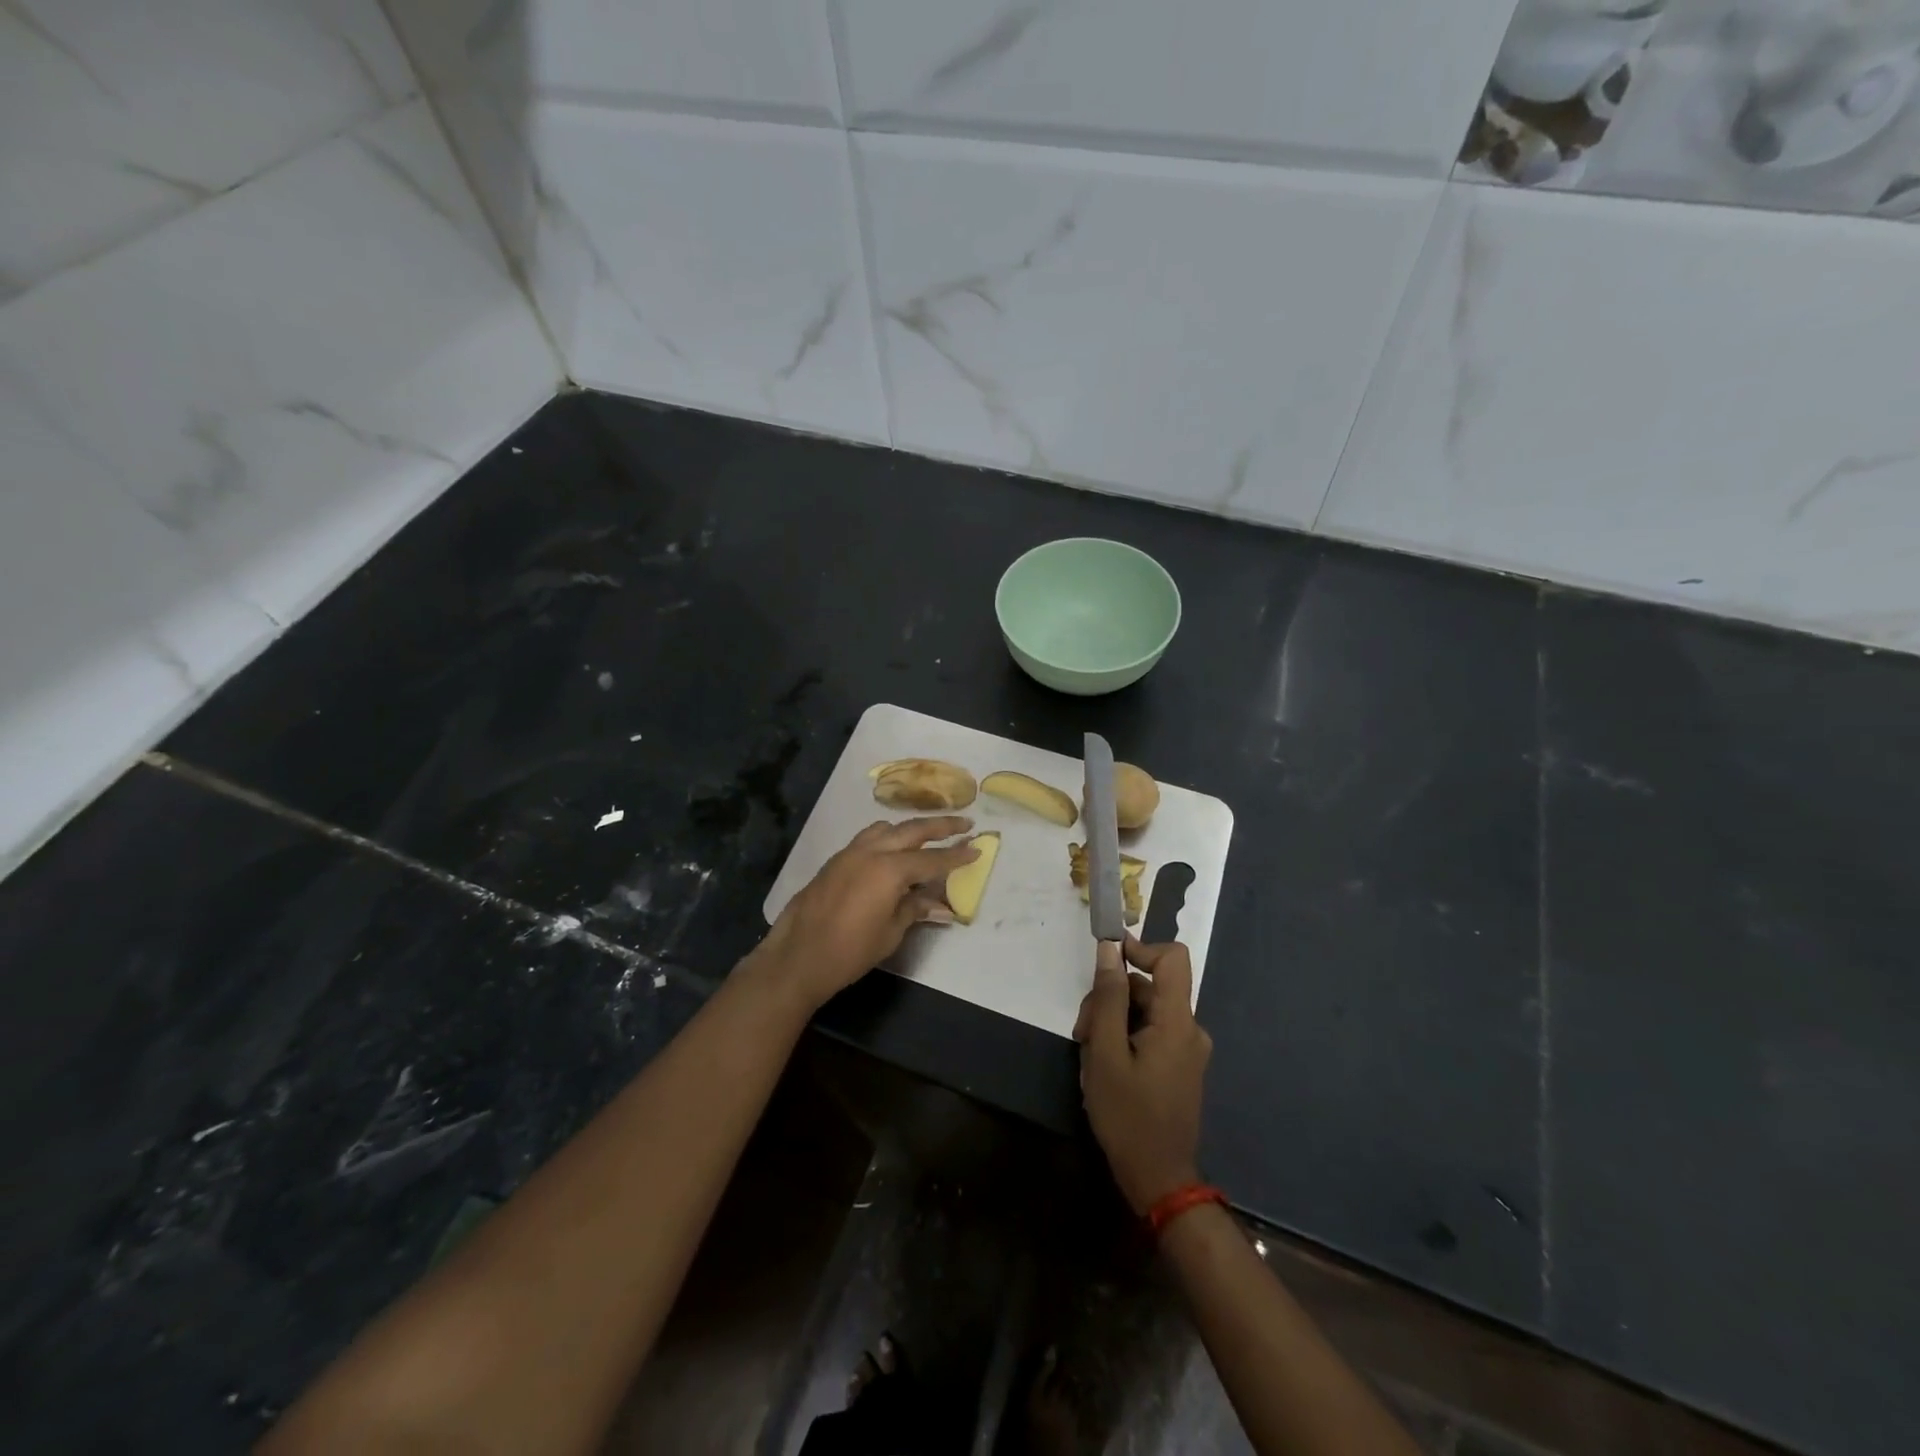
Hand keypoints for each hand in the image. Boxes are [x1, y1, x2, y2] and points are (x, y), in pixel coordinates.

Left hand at [747, 817, 978, 1011]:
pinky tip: (892, 851)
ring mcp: (850, 852)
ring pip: (886, 829)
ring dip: (910, 828)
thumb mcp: (891, 933)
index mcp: (890, 870)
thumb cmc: (850, 951)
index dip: (956, 855)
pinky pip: (868, 838)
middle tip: (965, 822)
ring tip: (927, 834)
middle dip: (941, 826)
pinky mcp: (836, 860)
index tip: (977, 846)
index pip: (933, 859)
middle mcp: (872, 851)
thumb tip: (942, 906)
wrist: (797, 957)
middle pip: (912, 830)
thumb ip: (916, 909)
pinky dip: (887, 837)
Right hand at [1073, 936, 1211, 1215]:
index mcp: (1177, 1022)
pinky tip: (1104, 1066)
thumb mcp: (1106, 1053)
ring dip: (1113, 1021)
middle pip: (1149, 987)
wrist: (1159, 1180)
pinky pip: (1151, 1033)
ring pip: (1145, 1011)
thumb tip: (1110, 950)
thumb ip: (1108, 998)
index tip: (1106, 960)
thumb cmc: (1128, 1116)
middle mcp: (1189, 1029)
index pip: (1173, 958)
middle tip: (1082, 1032)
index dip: (1141, 947)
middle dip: (1111, 998)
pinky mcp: (1179, 1066)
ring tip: (1089, 1055)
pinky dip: (1125, 1038)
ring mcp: (1186, 1050)